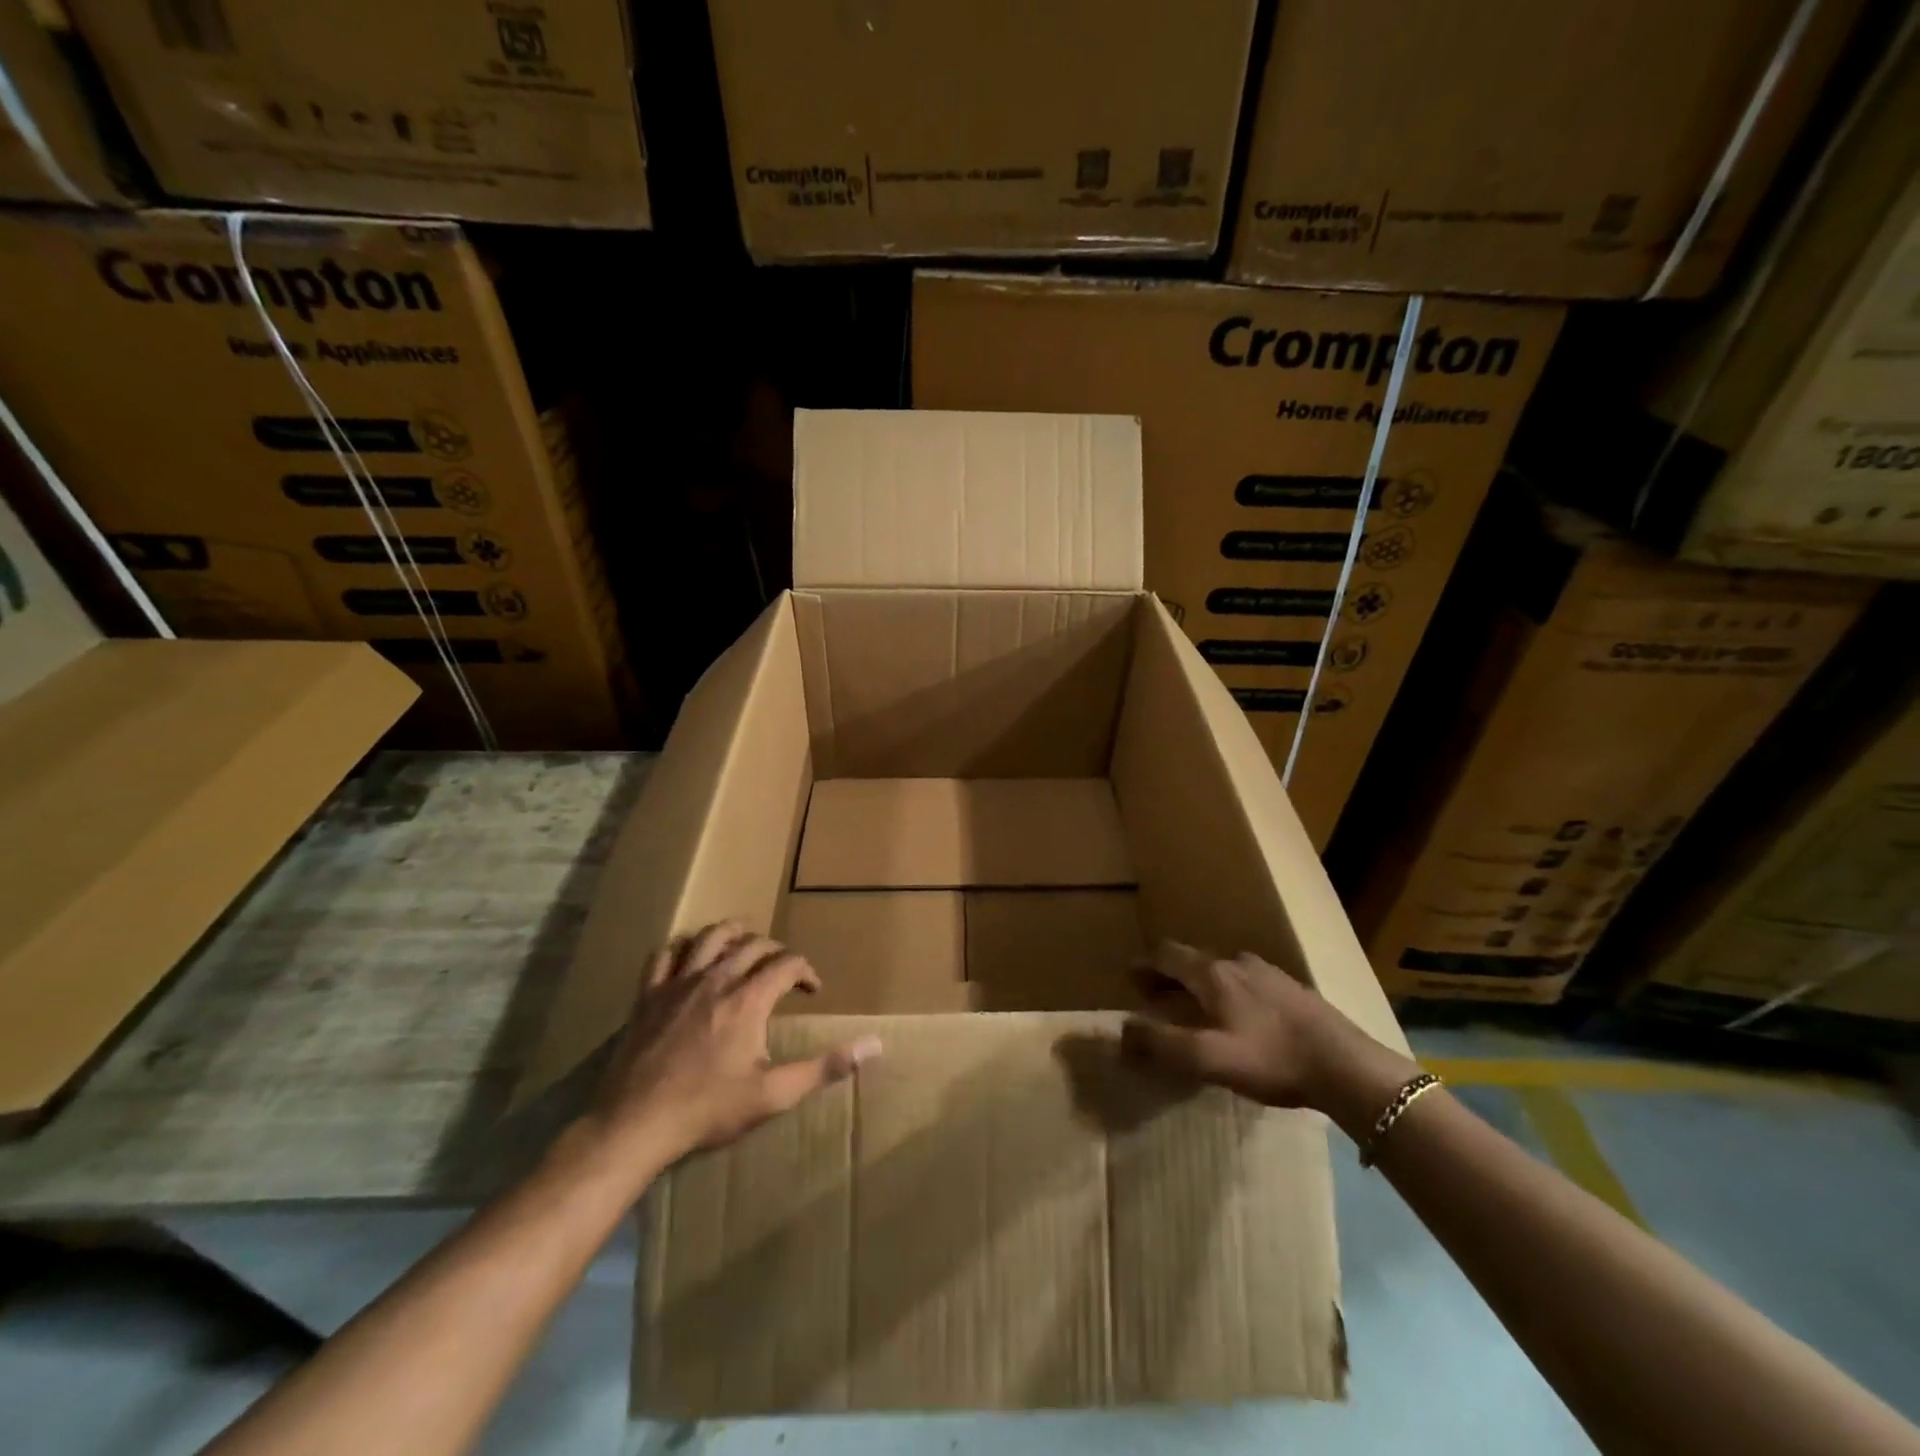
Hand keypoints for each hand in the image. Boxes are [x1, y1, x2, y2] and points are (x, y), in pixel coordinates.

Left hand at [587, 921, 880, 1165]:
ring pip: (709, 937)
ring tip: (744, 940)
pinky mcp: (648, 995)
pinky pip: (664, 955)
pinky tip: (688, 956)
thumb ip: (824, 1067)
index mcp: (748, 999)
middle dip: (775, 951)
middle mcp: (716, 979)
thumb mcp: (774, 1094)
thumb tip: (874, 1045)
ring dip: (732, 933)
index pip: (787, 964)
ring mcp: (678, 983)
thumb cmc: (708, 1109)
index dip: (806, 970)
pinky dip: (681, 947)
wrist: (635, 1123)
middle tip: (783, 969)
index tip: (812, 989)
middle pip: (752, 944)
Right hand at [1122, 942, 1415, 1126]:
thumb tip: (1121, 1030)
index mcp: (1212, 974)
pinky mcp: (1293, 990)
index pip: (1167, 955)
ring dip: (1201, 983)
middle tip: (1155, 996)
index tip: (1131, 978)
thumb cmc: (1272, 1059)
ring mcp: (1269, 973)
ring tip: (1196, 1007)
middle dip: (1169, 976)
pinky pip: (1248, 983)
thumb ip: (1161, 1044)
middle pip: (1193, 961)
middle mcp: (1237, 962)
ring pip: (1222, 970)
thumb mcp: (1208, 1058)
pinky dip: (1229, 992)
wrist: (1347, 1066)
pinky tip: (1241, 1018)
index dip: (1145, 965)